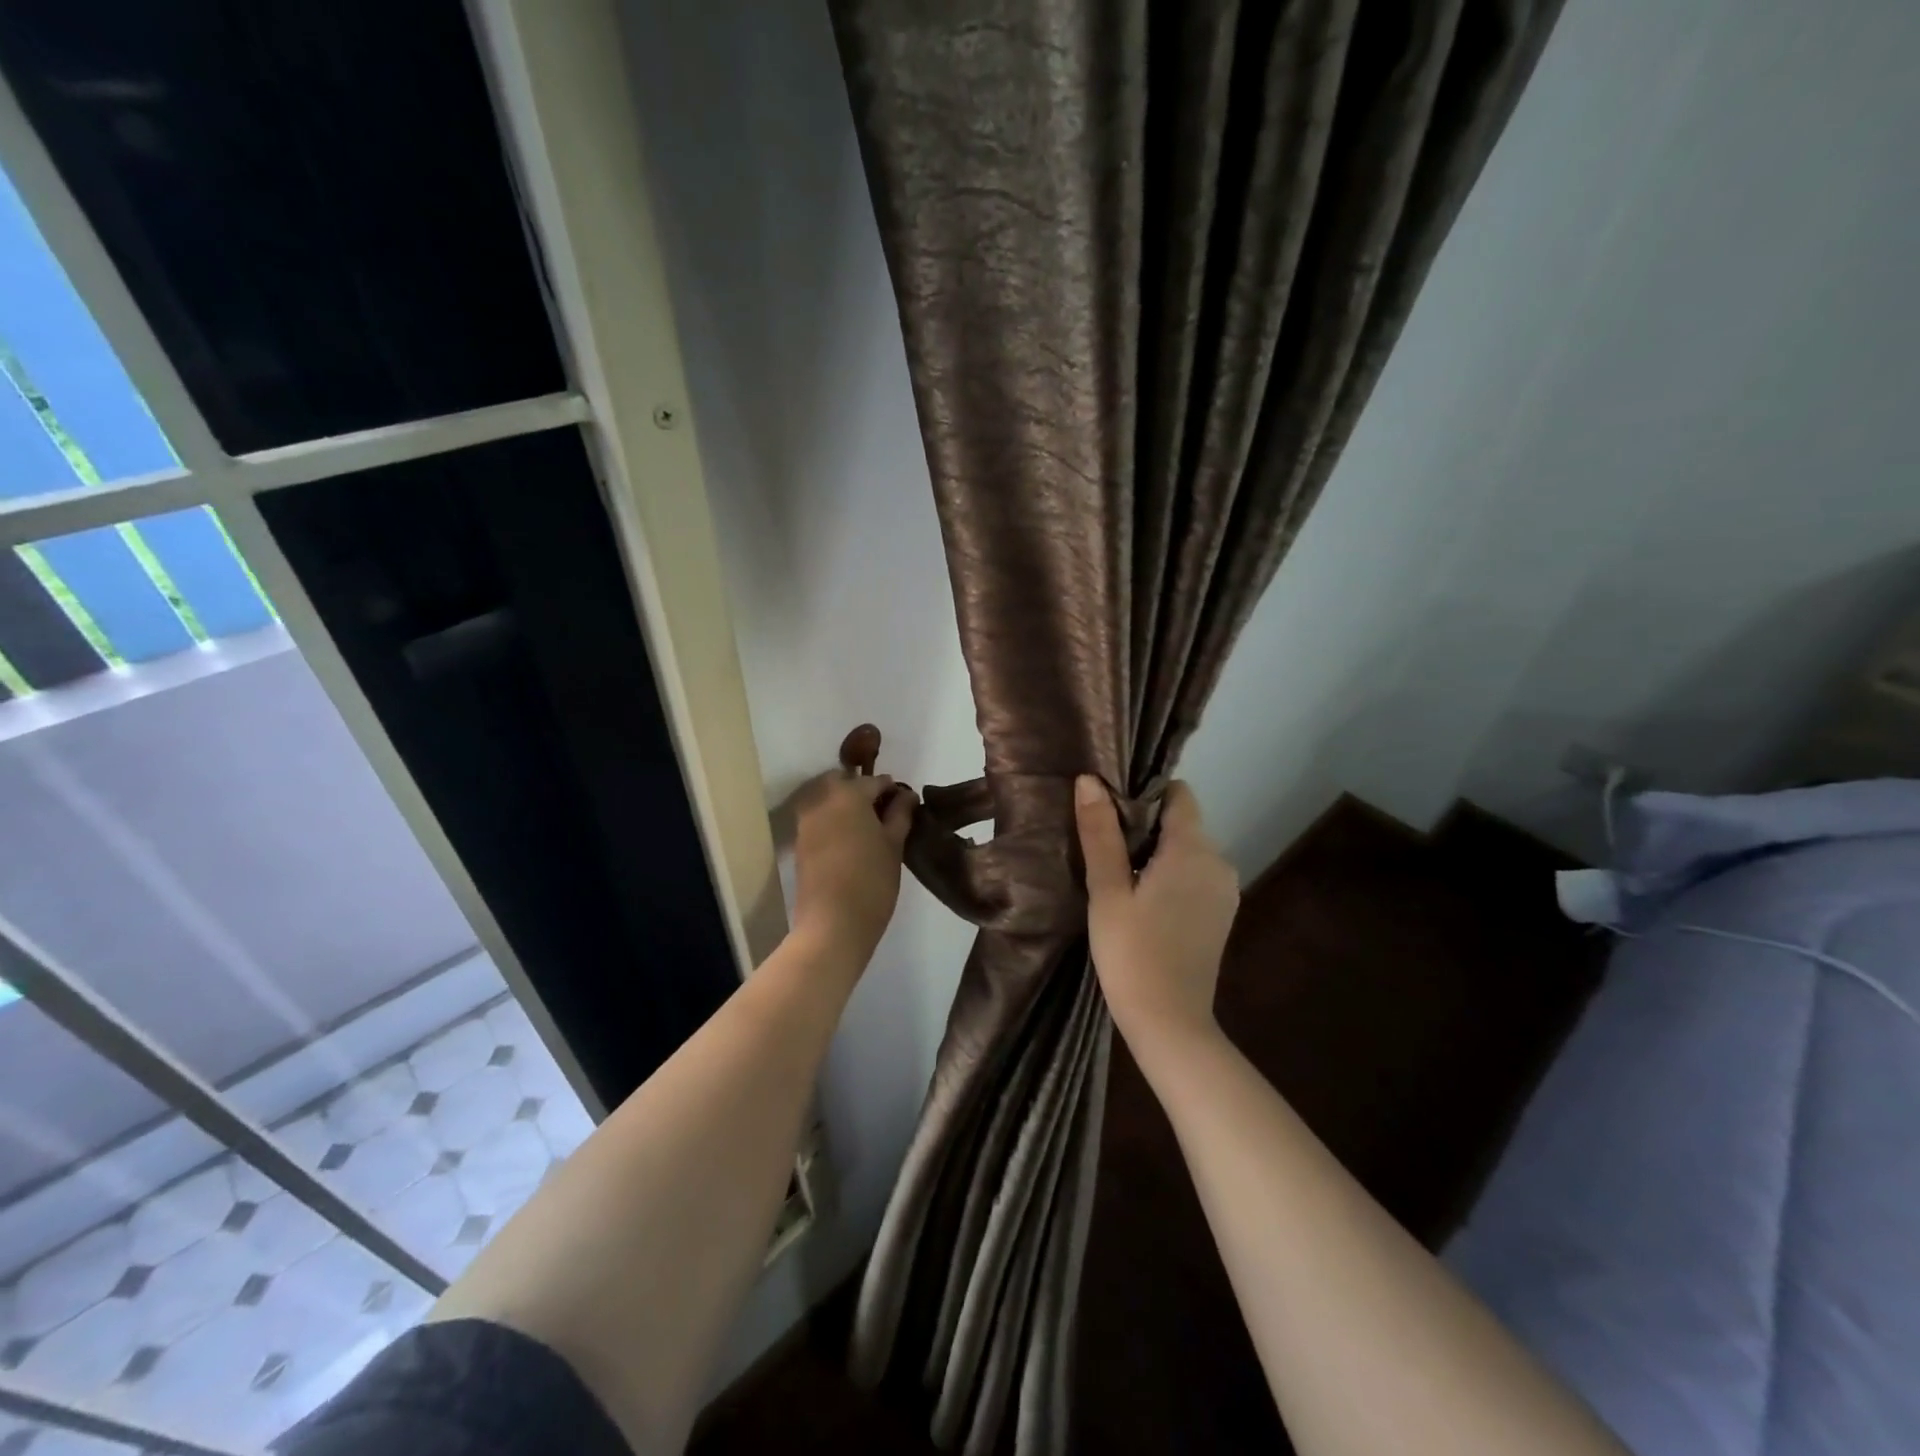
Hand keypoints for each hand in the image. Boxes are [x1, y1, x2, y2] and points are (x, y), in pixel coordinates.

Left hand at [791, 770, 917, 965]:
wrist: (832, 924)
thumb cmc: (872, 881)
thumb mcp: (894, 845)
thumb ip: (900, 814)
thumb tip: (906, 795)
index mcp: (849, 794)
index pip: (875, 781)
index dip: (893, 791)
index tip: (906, 806)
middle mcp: (822, 800)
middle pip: (844, 783)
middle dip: (863, 791)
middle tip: (884, 814)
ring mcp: (806, 821)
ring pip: (828, 800)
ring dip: (846, 805)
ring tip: (868, 830)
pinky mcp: (799, 842)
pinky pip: (819, 819)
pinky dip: (834, 822)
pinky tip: (850, 842)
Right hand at [1075, 776, 1238, 1060]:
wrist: (1170, 1023)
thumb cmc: (1132, 953)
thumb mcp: (1107, 890)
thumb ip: (1101, 833)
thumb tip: (1090, 781)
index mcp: (1194, 850)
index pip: (1179, 793)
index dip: (1144, 792)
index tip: (1110, 808)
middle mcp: (1219, 862)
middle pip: (1182, 821)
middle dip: (1145, 824)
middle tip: (1102, 844)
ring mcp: (1225, 890)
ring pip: (1188, 849)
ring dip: (1156, 852)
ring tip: (1117, 873)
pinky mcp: (1221, 913)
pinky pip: (1194, 875)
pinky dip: (1170, 874)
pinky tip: (1141, 899)